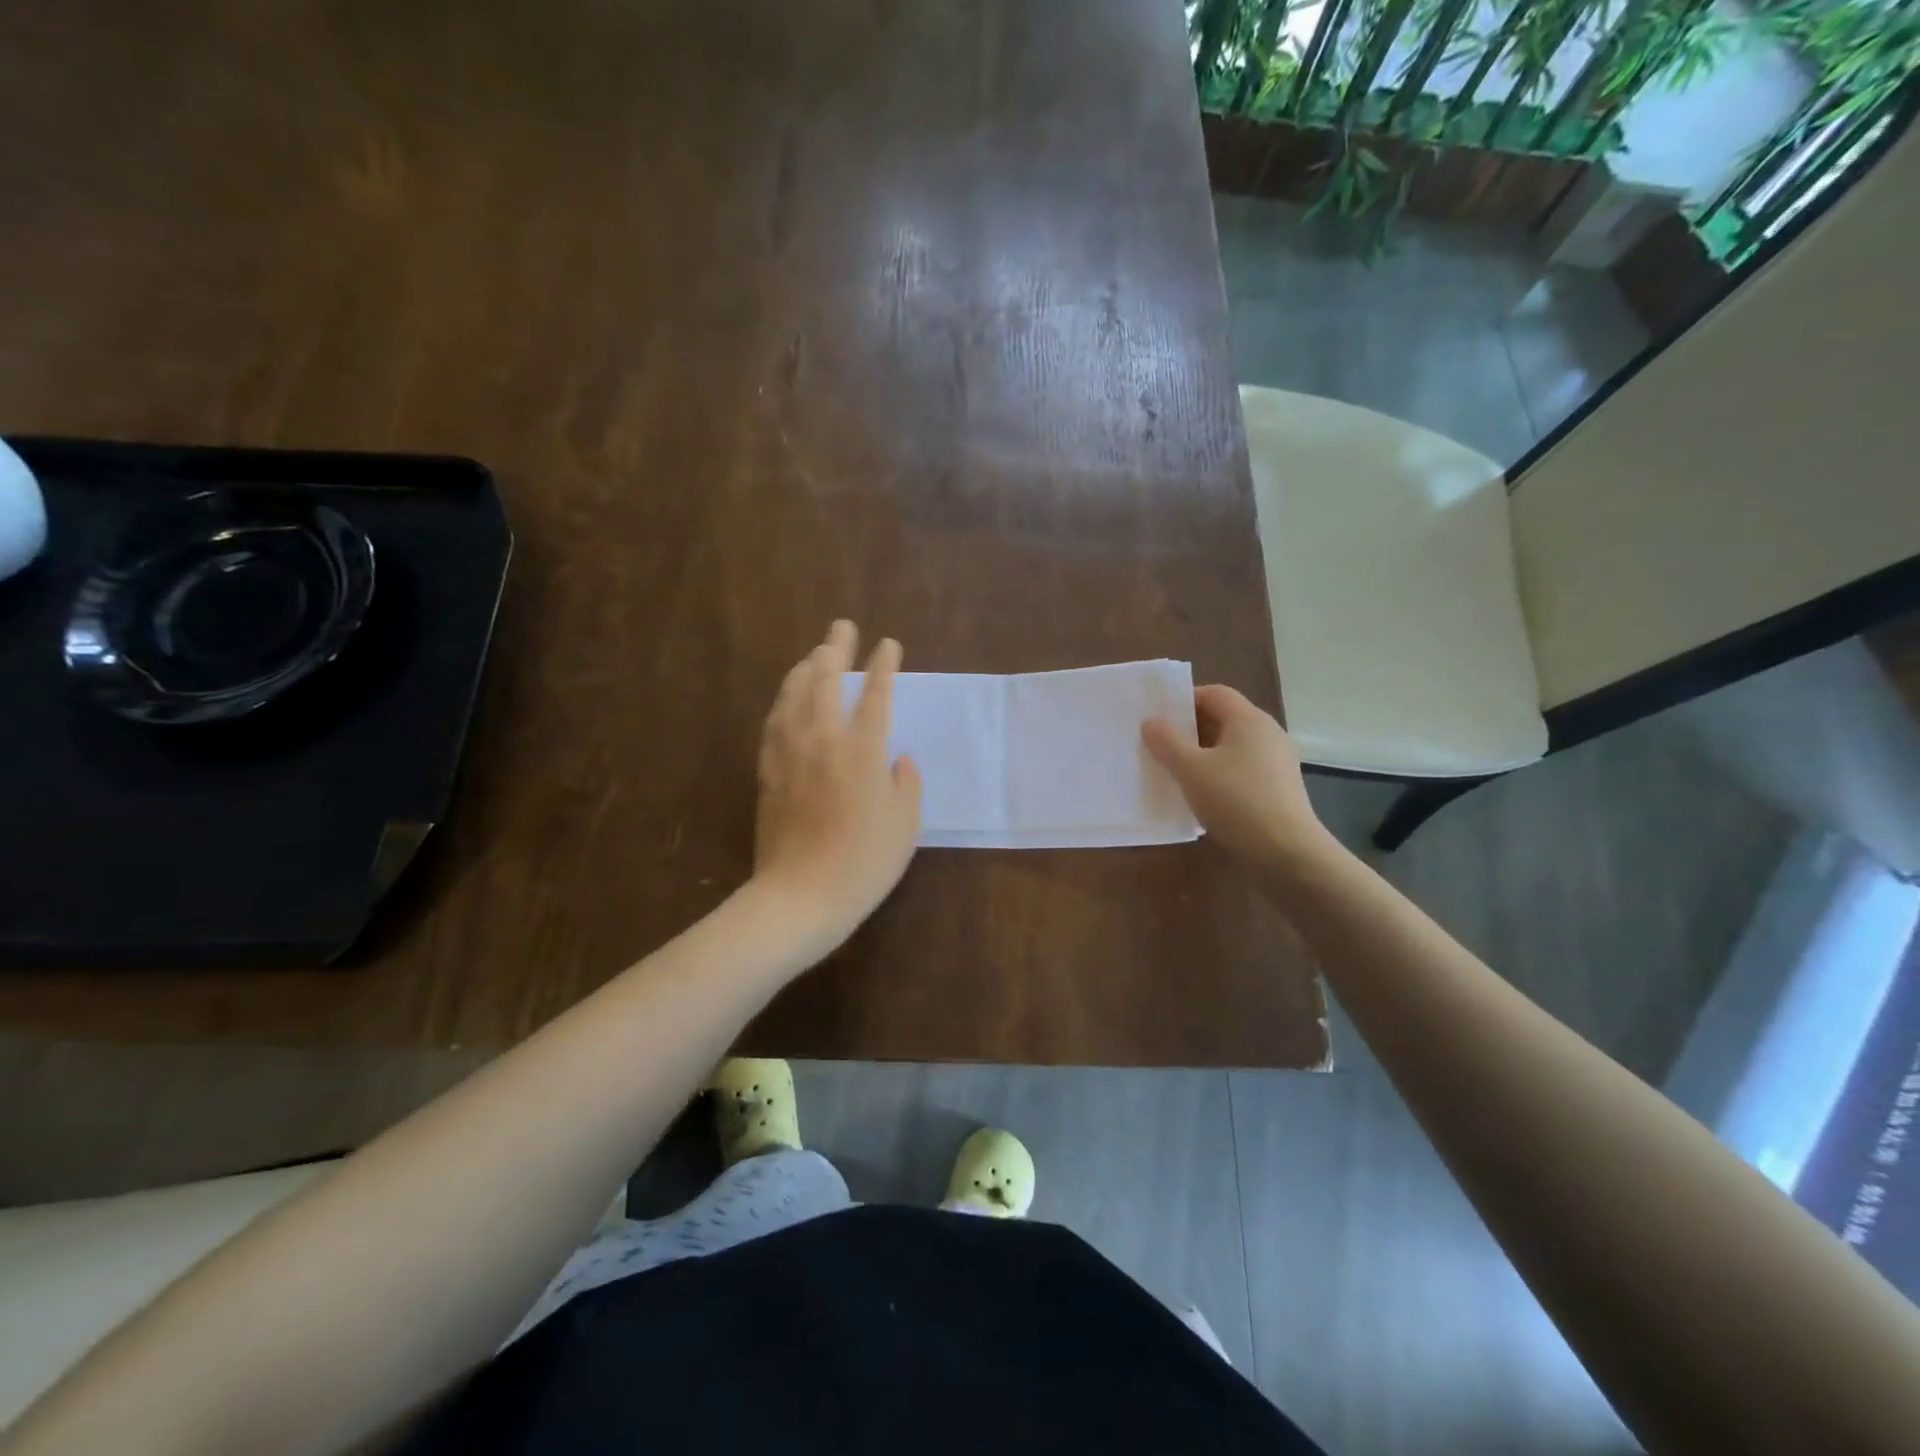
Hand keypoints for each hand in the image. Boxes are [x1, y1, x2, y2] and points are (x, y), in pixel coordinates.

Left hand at [752, 620, 921, 948]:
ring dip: (805, 667)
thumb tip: (898, 759)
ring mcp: (789, 753)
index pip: (875, 694)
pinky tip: (787, 697)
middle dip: (836, 648)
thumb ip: (906, 784)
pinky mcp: (768, 770)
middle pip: (826, 680)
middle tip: (842, 626)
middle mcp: (823, 740)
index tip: (889, 644)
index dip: (883, 665)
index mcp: (863, 751)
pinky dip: (784, 699)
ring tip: (815, 653)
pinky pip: (774, 721)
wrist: (801, 896)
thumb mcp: (905, 825)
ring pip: (793, 694)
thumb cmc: (864, 863)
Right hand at [1142, 684, 1330, 869]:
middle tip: (1158, 744)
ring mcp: (1276, 761)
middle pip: (1223, 719)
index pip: (1213, 693)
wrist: (1286, 853)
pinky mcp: (1278, 787)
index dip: (1184, 700)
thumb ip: (1167, 742)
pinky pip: (1241, 769)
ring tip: (1174, 771)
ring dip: (1202, 754)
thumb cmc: (1236, 801)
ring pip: (1231, 746)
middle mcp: (1267, 733)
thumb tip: (1151, 722)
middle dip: (1189, 729)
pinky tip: (1201, 795)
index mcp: (1249, 719)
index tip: (1158, 718)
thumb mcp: (1191, 770)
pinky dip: (1219, 773)